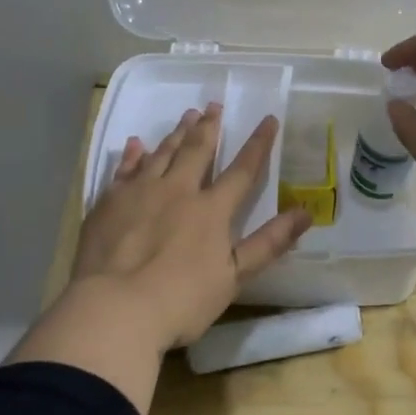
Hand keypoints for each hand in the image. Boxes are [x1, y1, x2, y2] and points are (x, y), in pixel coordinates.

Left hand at [69, 104, 311, 349]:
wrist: (115, 309)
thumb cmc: (181, 299)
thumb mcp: (234, 277)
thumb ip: (269, 243)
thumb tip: (306, 213)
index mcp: (211, 210)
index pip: (242, 170)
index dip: (258, 144)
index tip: (269, 119)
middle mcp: (177, 191)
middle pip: (197, 151)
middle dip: (209, 127)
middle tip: (214, 105)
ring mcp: (139, 193)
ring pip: (162, 153)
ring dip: (176, 134)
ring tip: (186, 115)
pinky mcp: (109, 203)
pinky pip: (124, 169)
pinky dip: (132, 155)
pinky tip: (136, 144)